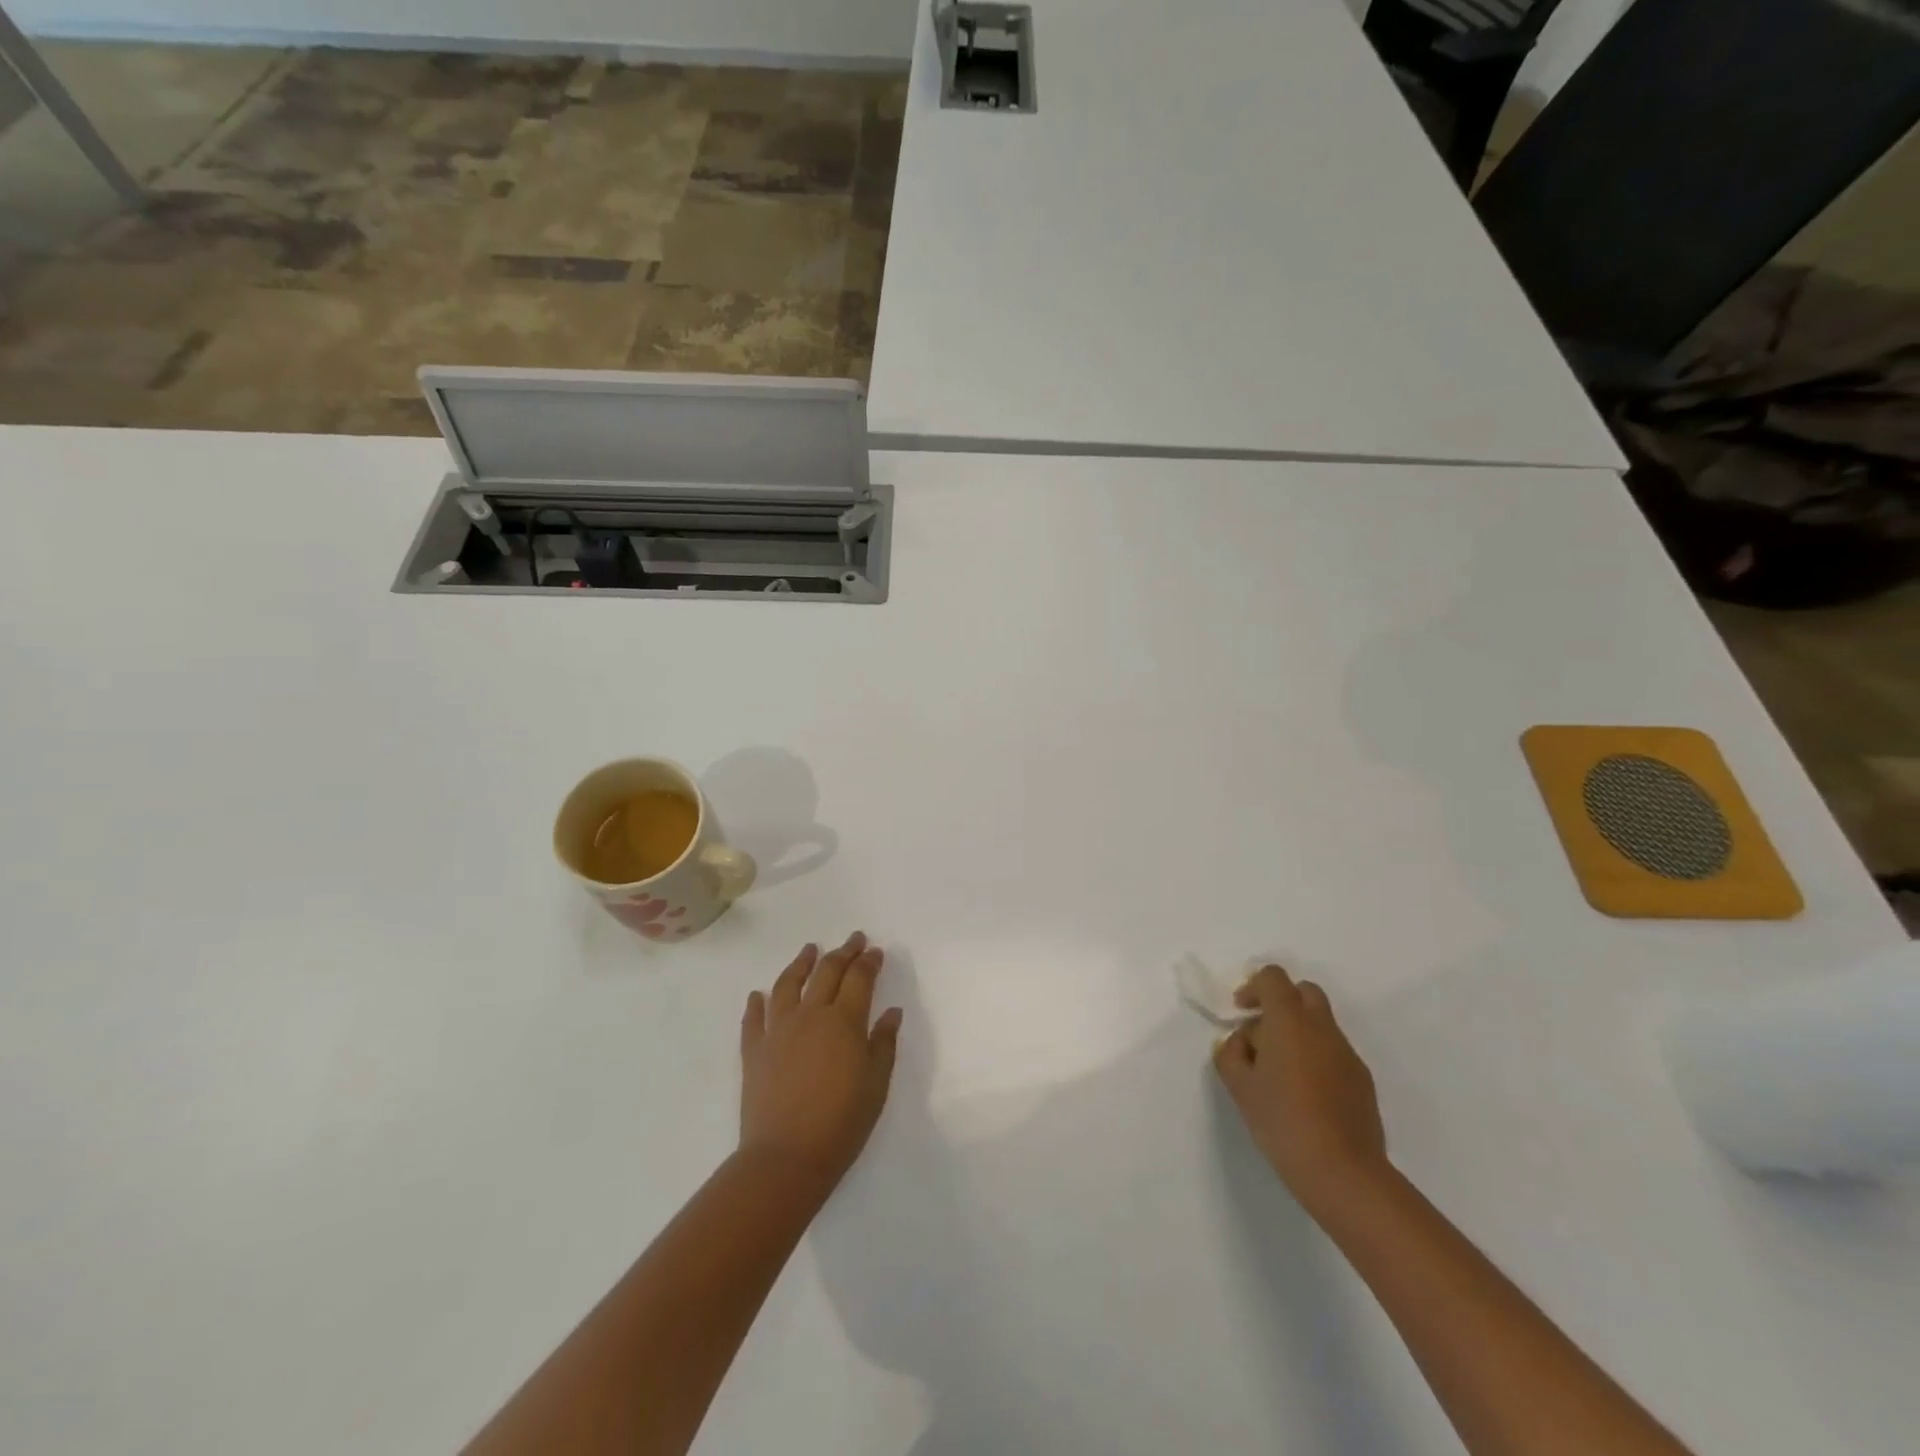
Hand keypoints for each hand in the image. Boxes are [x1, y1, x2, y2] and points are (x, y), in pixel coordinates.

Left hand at [739, 933, 902, 1196]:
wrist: (786, 1157)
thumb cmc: (842, 1122)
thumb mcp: (876, 1084)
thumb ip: (884, 1043)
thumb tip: (892, 1012)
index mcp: (844, 1021)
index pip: (859, 978)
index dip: (869, 962)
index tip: (875, 951)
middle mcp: (810, 1015)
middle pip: (827, 972)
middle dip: (843, 952)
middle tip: (853, 939)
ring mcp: (778, 1030)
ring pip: (787, 984)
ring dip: (800, 963)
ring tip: (809, 950)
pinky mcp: (754, 1051)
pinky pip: (753, 1019)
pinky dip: (755, 1004)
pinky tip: (757, 995)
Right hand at [1212, 964, 1387, 1211]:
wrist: (1343, 1172)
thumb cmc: (1282, 1120)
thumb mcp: (1238, 1086)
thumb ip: (1230, 1054)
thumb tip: (1239, 1043)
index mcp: (1289, 1020)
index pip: (1273, 978)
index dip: (1253, 987)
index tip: (1240, 1012)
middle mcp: (1322, 1027)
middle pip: (1303, 992)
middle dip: (1281, 1003)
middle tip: (1261, 1034)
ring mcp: (1347, 1053)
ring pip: (1320, 1023)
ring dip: (1298, 1031)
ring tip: (1279, 1071)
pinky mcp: (1362, 1080)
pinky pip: (1334, 1051)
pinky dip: (1316, 1056)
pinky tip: (1304, 1093)